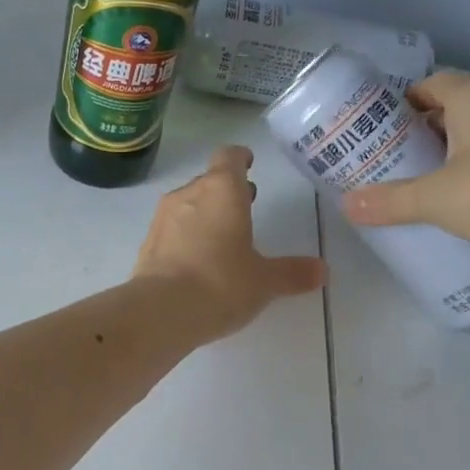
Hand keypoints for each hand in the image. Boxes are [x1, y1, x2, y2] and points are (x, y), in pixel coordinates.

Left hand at [134, 146, 326, 341]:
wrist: (160, 312)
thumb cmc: (221, 284)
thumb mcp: (264, 281)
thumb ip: (292, 273)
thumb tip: (322, 271)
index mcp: (222, 191)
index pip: (229, 157)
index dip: (240, 158)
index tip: (248, 165)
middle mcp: (189, 195)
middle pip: (208, 181)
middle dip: (226, 192)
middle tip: (245, 206)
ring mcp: (163, 219)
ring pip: (187, 205)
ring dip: (204, 214)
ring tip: (222, 238)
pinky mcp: (147, 244)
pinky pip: (171, 231)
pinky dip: (185, 238)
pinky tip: (196, 263)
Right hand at [340, 71, 469, 248]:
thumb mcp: (432, 199)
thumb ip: (389, 201)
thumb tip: (347, 205)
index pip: (435, 83)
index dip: (410, 102)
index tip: (391, 128)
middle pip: (462, 103)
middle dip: (435, 125)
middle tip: (410, 156)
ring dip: (468, 143)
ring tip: (444, 174)